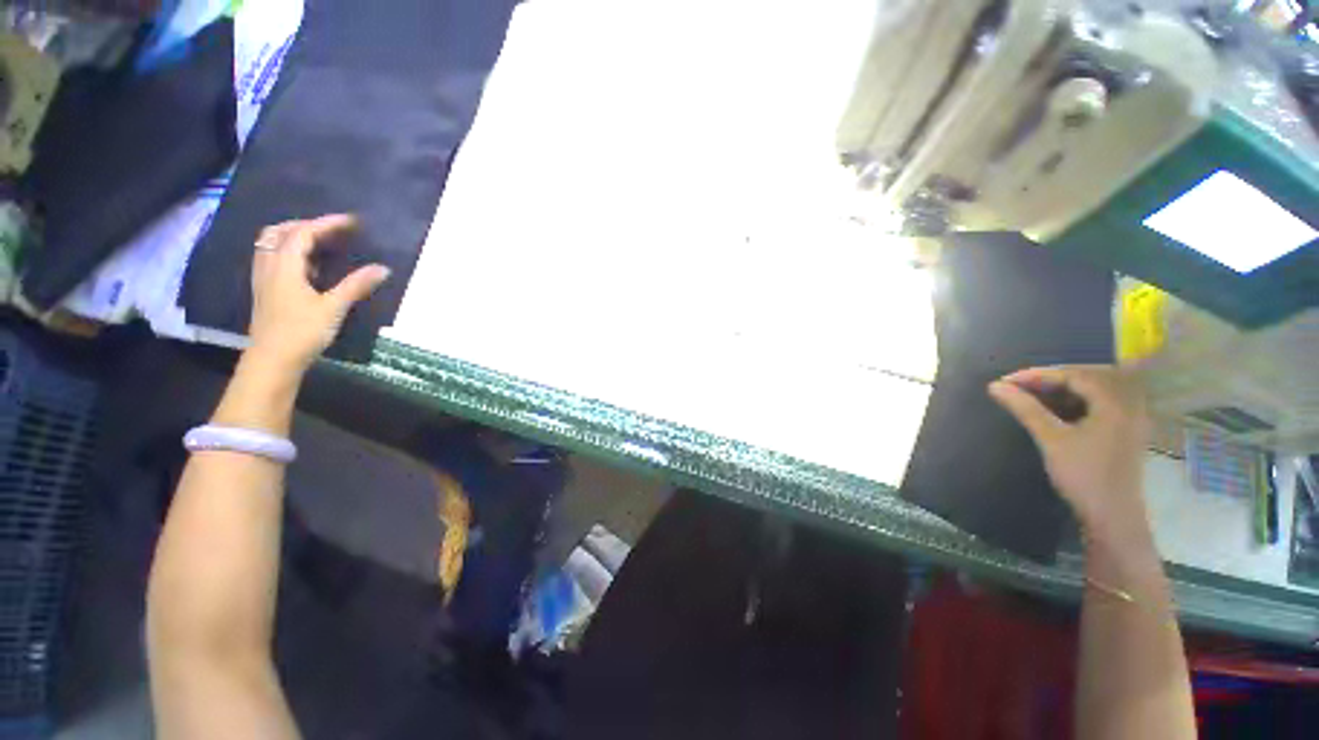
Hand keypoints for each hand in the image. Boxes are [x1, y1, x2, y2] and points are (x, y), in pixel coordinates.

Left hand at [248, 214, 390, 374]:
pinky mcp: (266, 290)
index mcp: (284, 266)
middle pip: (279, 232)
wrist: (273, 359)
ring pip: (272, 244)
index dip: (327, 223)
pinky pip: (273, 258)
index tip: (351, 221)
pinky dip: (289, 252)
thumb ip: (356, 286)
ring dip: (294, 236)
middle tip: (332, 230)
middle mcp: (269, 266)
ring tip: (320, 243)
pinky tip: (308, 265)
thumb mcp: (333, 308)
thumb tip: (383, 269)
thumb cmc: (302, 332)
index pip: (303, 233)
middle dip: (306, 225)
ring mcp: (264, 278)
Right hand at [988, 365, 1151, 547]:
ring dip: (1064, 389)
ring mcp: (1130, 419)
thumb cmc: (1083, 475)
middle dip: (1052, 378)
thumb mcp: (1051, 440)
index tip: (1007, 381)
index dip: (1038, 375)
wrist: (1113, 517)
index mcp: (1114, 403)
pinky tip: (1056, 410)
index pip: (1074, 375)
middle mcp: (1128, 405)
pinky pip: (1100, 404)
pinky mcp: (1124, 432)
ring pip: (1095, 390)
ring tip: (1033, 396)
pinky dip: (1076, 401)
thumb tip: (995, 386)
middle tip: (1021, 386)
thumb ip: (1025, 409)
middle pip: (1088, 377)